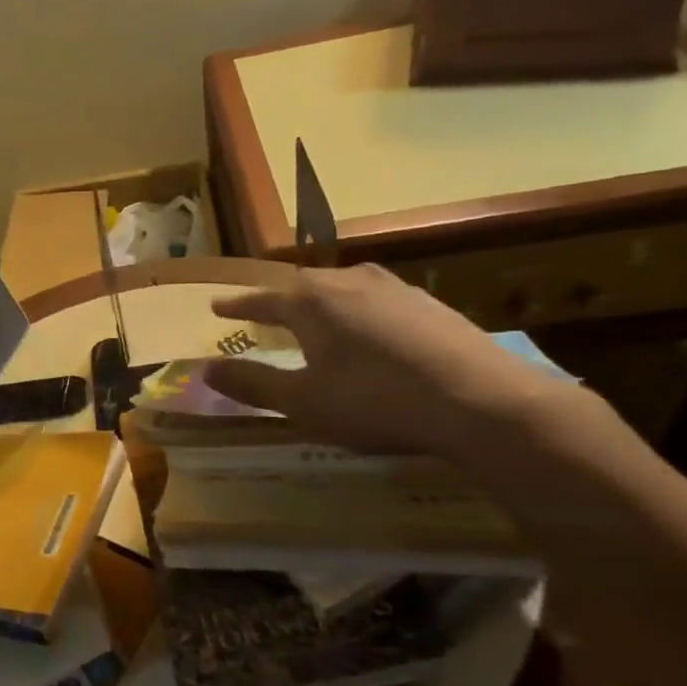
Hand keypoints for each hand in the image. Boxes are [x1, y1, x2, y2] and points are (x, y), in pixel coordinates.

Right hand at [202, 265, 580, 460]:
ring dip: (319, 300)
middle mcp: (349, 282)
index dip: (237, 305)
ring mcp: (394, 289)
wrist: (481, 402)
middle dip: (278, 298)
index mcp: (312, 303)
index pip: (262, 299)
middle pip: (302, 285)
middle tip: (262, 310)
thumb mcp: (303, 402)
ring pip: (342, 286)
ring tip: (312, 315)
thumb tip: (205, 370)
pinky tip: (368, 328)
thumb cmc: (376, 401)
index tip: (217, 306)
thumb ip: (253, 383)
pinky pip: (374, 298)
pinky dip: (355, 309)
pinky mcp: (428, 304)